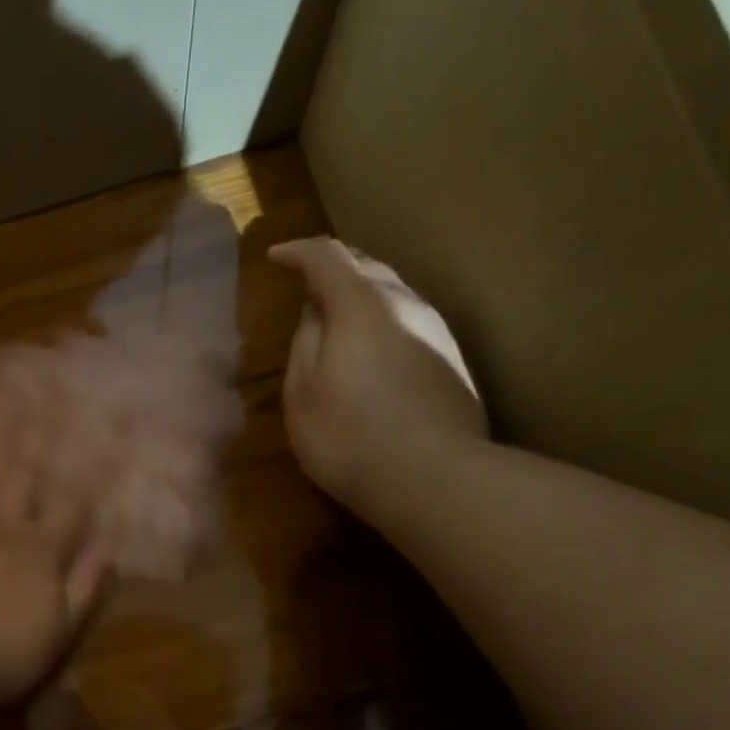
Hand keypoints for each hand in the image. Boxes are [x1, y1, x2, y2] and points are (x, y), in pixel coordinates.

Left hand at [0, 415, 109, 710]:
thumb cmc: (4, 658)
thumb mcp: (61, 630)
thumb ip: (86, 585)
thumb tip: (110, 545)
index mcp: (41, 552)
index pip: (74, 503)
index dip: (93, 468)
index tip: (108, 432)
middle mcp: (4, 526)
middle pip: (29, 473)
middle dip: (46, 431)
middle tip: (55, 386)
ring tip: (9, 392)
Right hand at [269, 238, 486, 513]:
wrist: (431, 478)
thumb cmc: (348, 436)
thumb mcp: (301, 392)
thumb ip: (305, 342)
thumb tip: (316, 313)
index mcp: (361, 304)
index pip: (327, 257)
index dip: (299, 252)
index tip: (276, 258)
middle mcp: (406, 303)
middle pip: (369, 266)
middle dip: (335, 268)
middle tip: (309, 282)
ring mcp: (438, 331)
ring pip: (396, 294)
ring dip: (365, 296)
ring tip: (342, 316)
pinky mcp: (454, 362)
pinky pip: (412, 324)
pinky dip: (387, 323)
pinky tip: (377, 350)